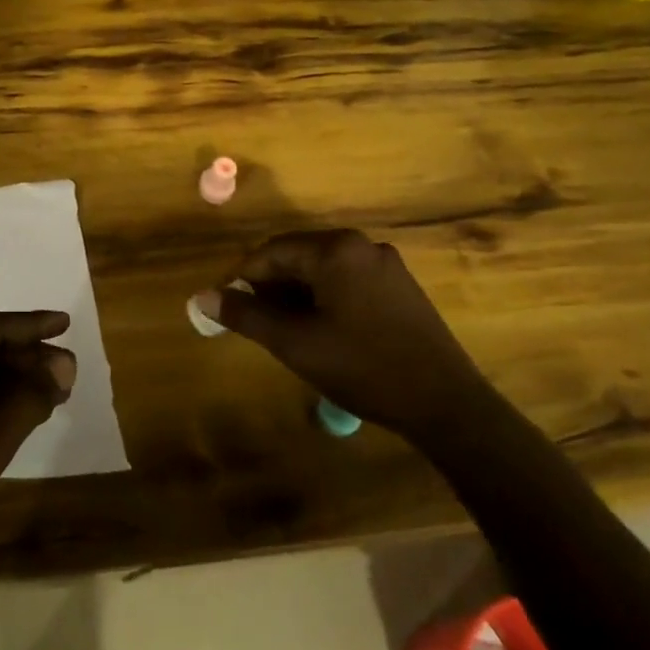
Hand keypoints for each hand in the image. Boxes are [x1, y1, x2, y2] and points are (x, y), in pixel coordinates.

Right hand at [194, 229, 483, 438]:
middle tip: (257, 323)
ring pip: (323, 270)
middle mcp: (361, 245)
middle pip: (298, 257)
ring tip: (287, 331)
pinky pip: (348, 281)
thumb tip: (202, 297)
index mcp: (335, 250)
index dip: (244, 279)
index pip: (272, 252)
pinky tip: (324, 331)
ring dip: (298, 294)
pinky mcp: (401, 286)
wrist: (447, 404)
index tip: (230, 308)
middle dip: (272, 288)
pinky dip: (326, 298)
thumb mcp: (295, 343)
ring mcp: (386, 264)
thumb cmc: (363, 367)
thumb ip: (245, 316)